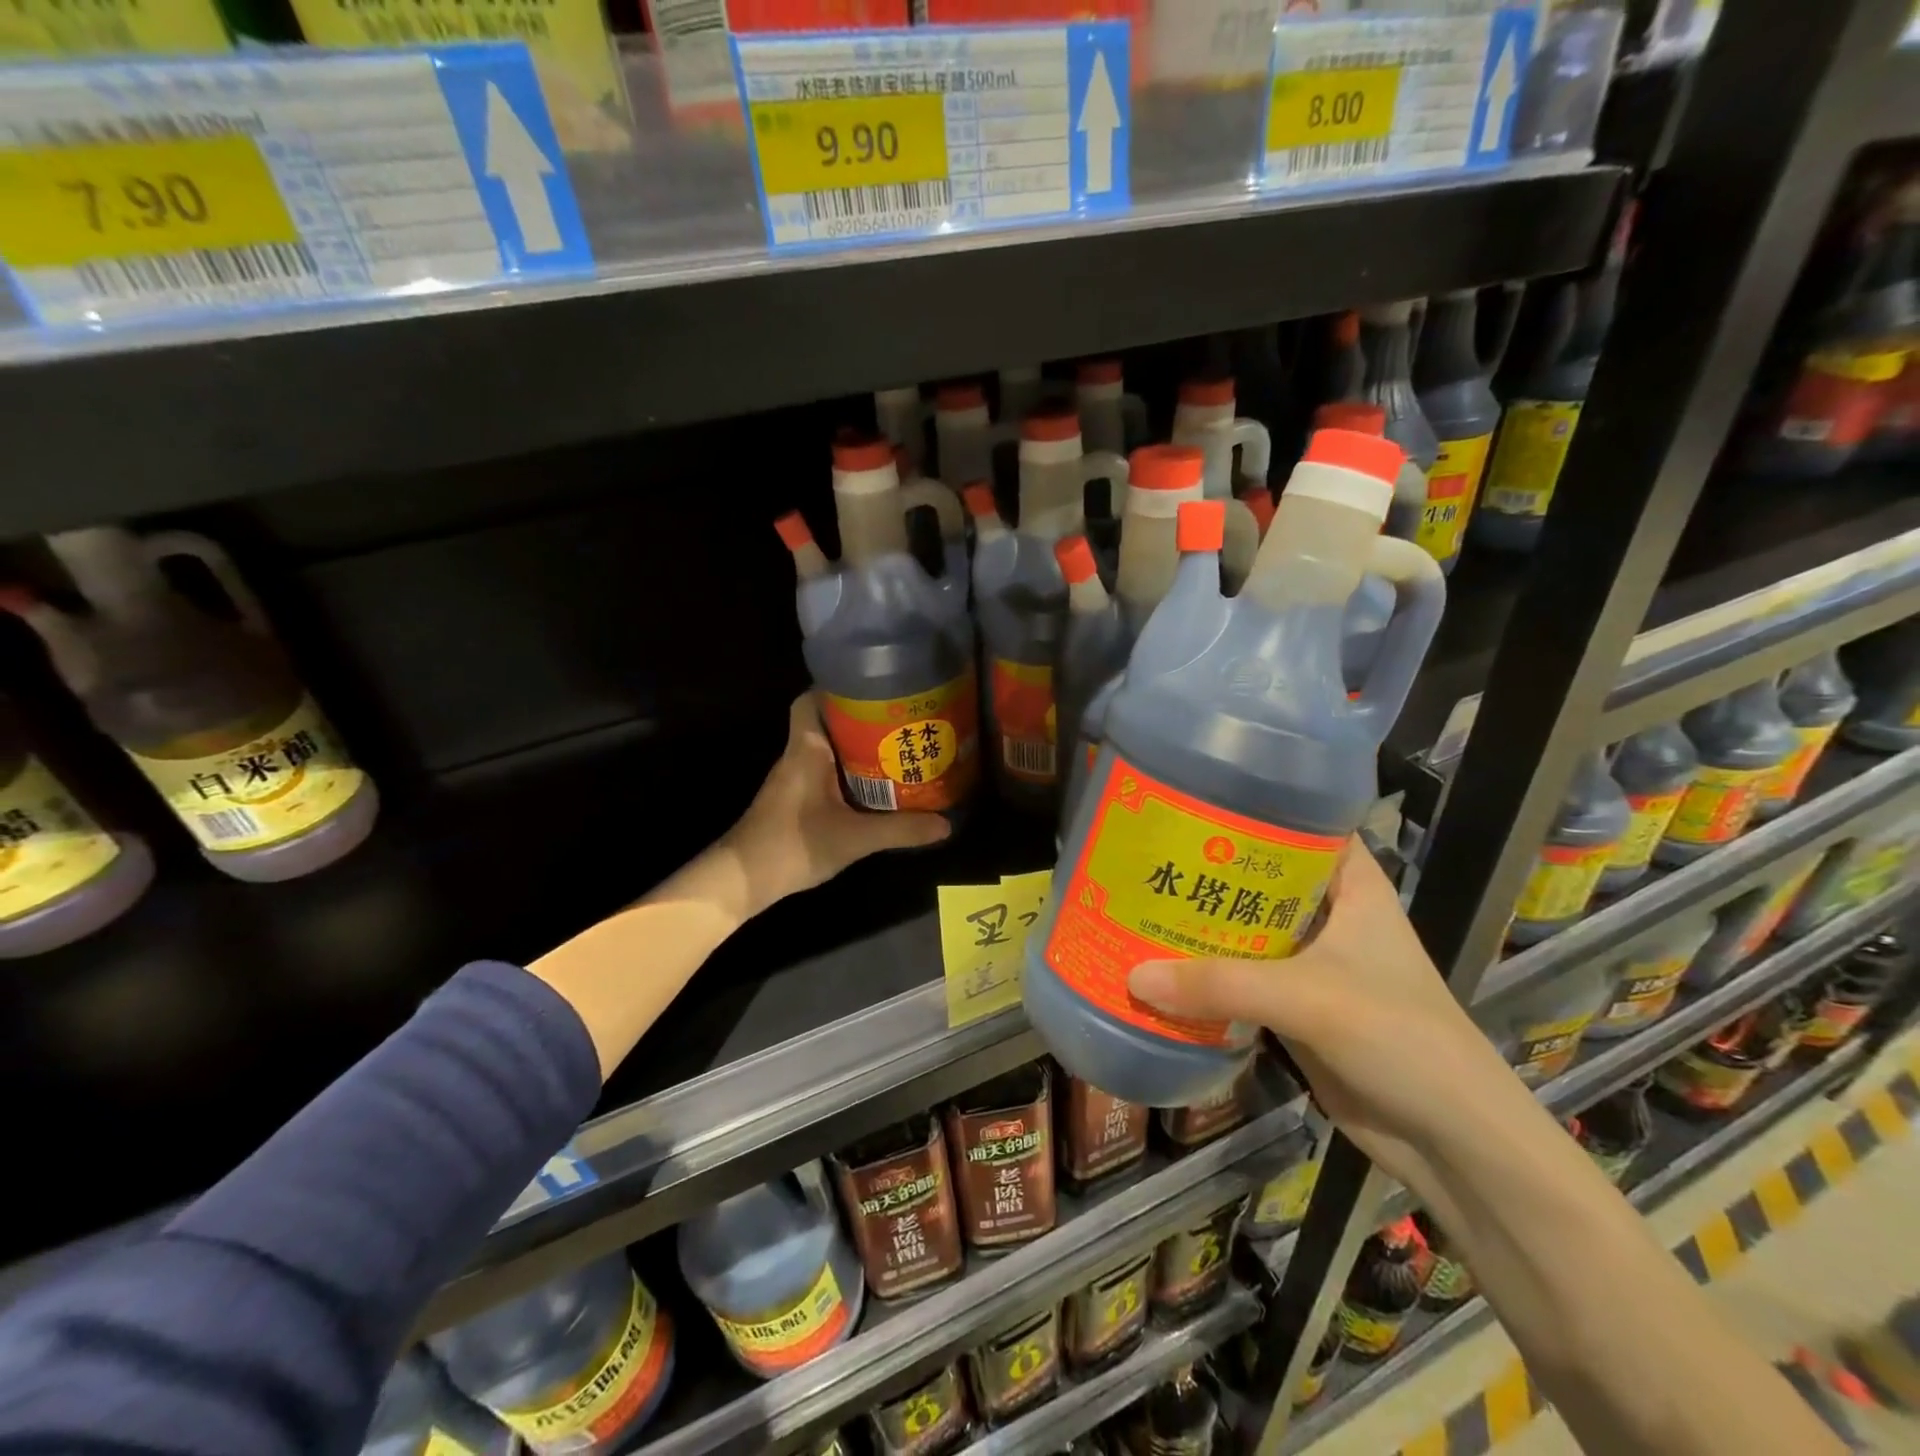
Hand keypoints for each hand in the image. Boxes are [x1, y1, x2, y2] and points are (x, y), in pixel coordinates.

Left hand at [723, 693, 950, 913]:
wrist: (743, 880)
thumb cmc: (793, 845)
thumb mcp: (854, 838)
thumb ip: (900, 830)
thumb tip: (946, 824)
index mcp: (806, 749)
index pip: (812, 700)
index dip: (838, 689)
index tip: (874, 689)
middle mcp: (798, 756)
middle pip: (827, 722)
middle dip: (861, 719)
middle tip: (901, 720)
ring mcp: (795, 779)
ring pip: (828, 749)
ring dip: (858, 747)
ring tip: (897, 747)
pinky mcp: (796, 800)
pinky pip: (826, 773)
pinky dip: (849, 773)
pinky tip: (876, 786)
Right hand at [1126, 839, 1527, 1193]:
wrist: (1452, 1141)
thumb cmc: (1399, 1038)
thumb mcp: (1308, 998)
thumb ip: (1220, 984)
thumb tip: (1132, 975)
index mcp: (1352, 887)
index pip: (1299, 824)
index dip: (1249, 809)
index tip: (1189, 800)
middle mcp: (1330, 916)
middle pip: (1260, 878)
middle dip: (1207, 869)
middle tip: (1145, 852)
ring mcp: (1312, 963)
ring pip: (1246, 930)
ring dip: (1200, 924)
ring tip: (1136, 901)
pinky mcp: (1296, 1007)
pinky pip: (1241, 979)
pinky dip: (1206, 974)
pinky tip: (1158, 964)